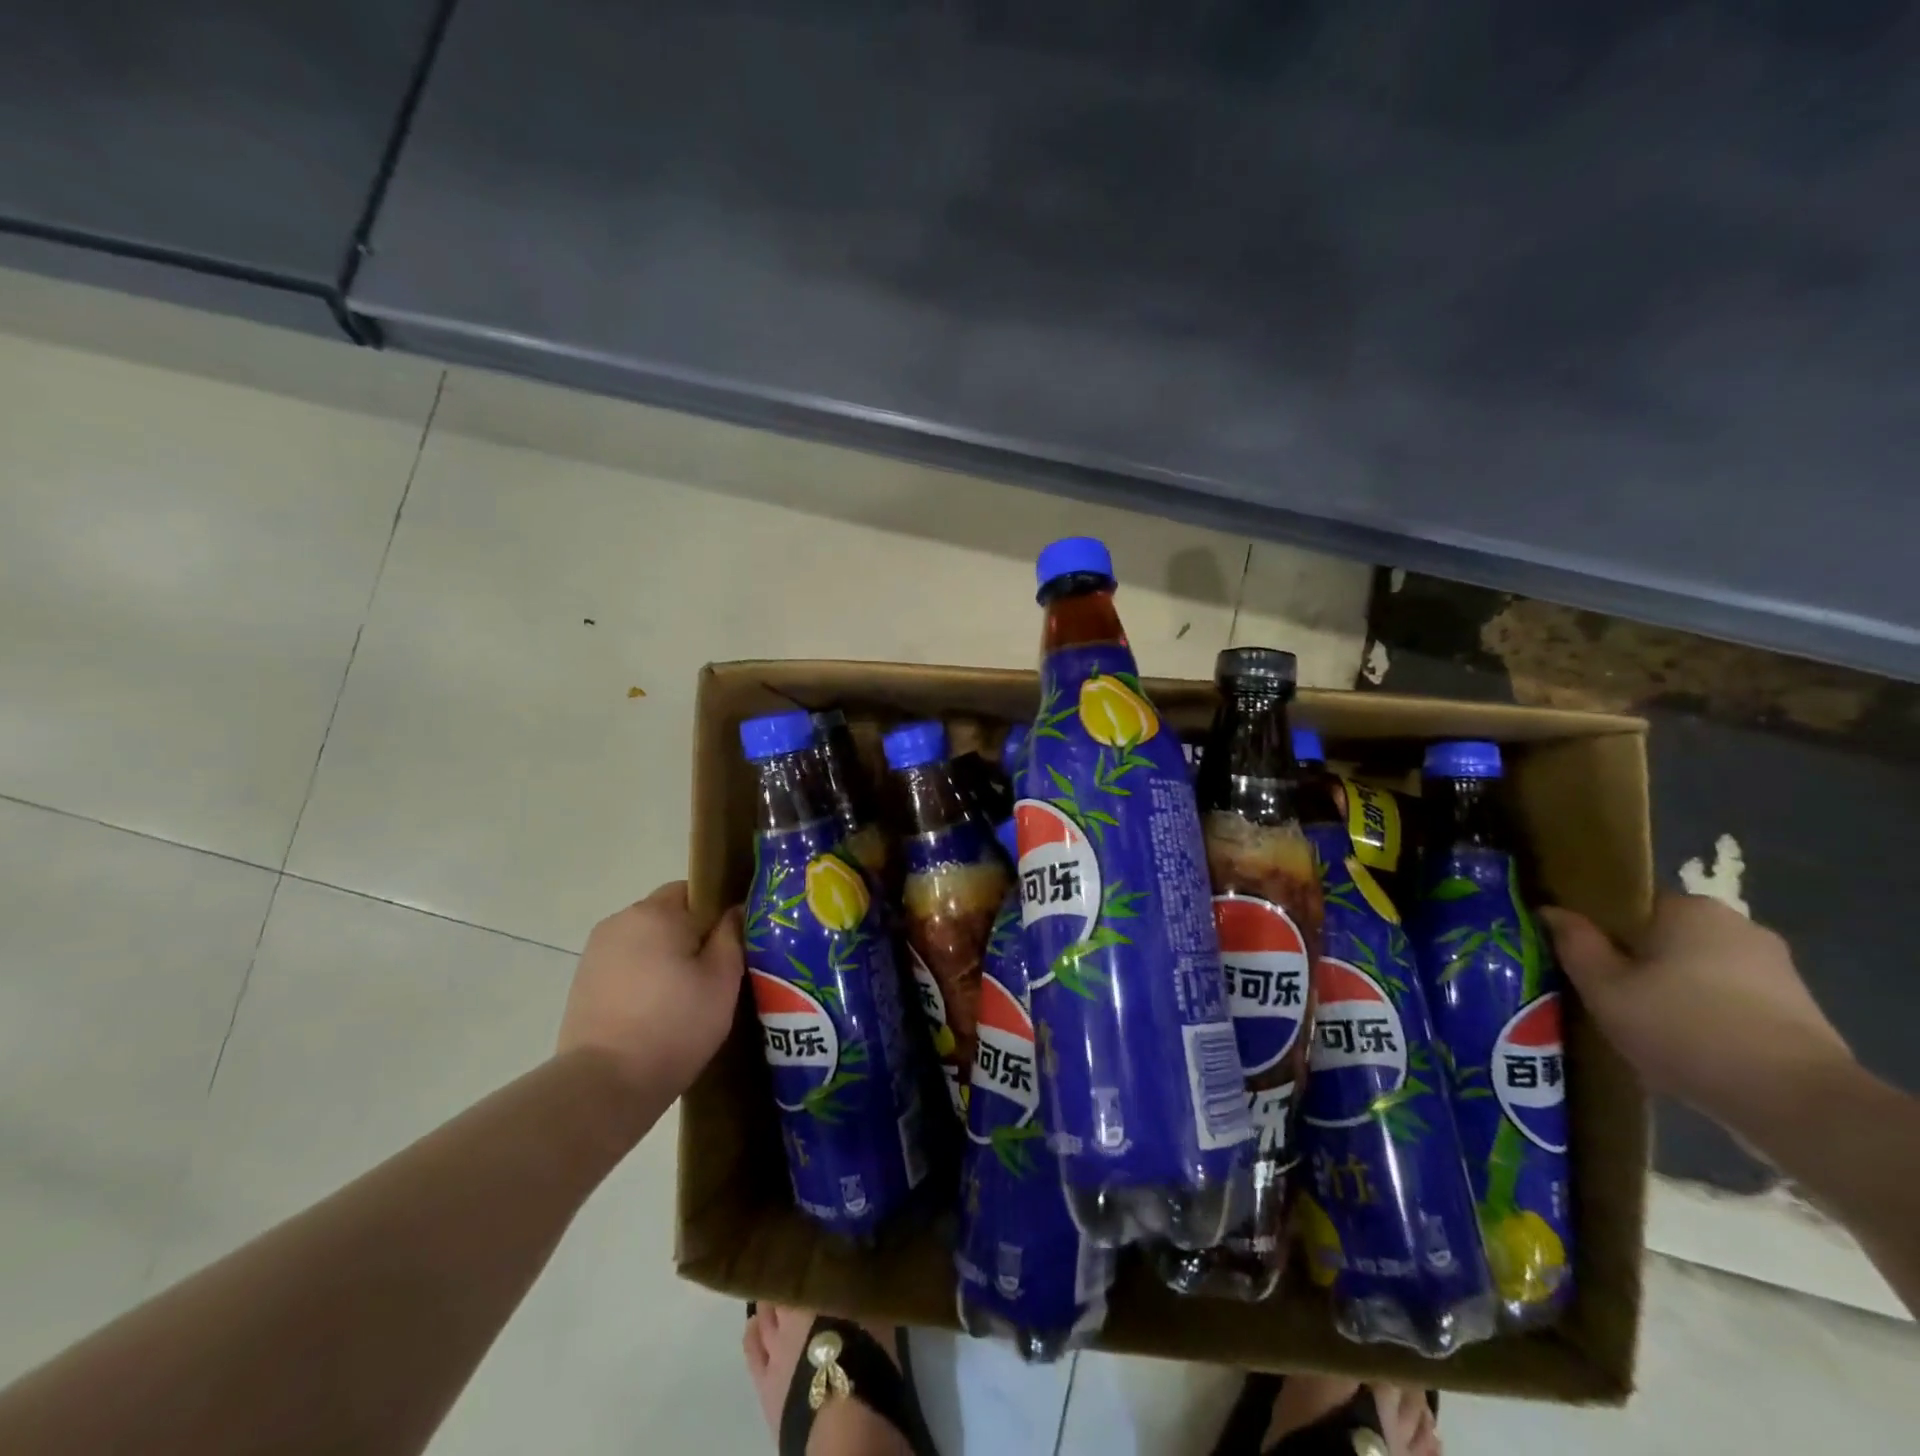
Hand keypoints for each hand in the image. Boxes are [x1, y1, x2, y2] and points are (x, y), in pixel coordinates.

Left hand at [557, 882, 743, 1102]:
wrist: (604, 1086)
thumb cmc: (674, 1025)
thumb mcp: (723, 980)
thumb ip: (732, 936)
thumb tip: (734, 911)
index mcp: (656, 912)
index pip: (695, 890)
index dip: (716, 914)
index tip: (730, 946)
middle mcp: (621, 921)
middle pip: (667, 915)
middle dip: (690, 937)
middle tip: (712, 975)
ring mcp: (596, 953)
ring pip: (645, 942)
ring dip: (664, 958)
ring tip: (682, 998)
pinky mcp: (582, 983)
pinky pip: (625, 966)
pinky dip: (642, 980)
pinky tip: (654, 1013)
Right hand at [1540, 894, 1850, 1131]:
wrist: (1796, 1102)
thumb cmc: (1683, 1027)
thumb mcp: (1603, 987)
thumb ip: (1574, 943)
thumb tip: (1551, 910)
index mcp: (1690, 908)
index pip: (1629, 905)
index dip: (1598, 929)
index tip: (1579, 958)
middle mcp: (1738, 926)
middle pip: (1664, 938)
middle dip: (1636, 962)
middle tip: (1604, 995)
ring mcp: (1776, 970)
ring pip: (1698, 971)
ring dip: (1671, 991)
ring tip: (1642, 1027)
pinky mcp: (1799, 1011)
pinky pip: (1730, 1001)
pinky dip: (1705, 1016)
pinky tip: (1685, 1047)